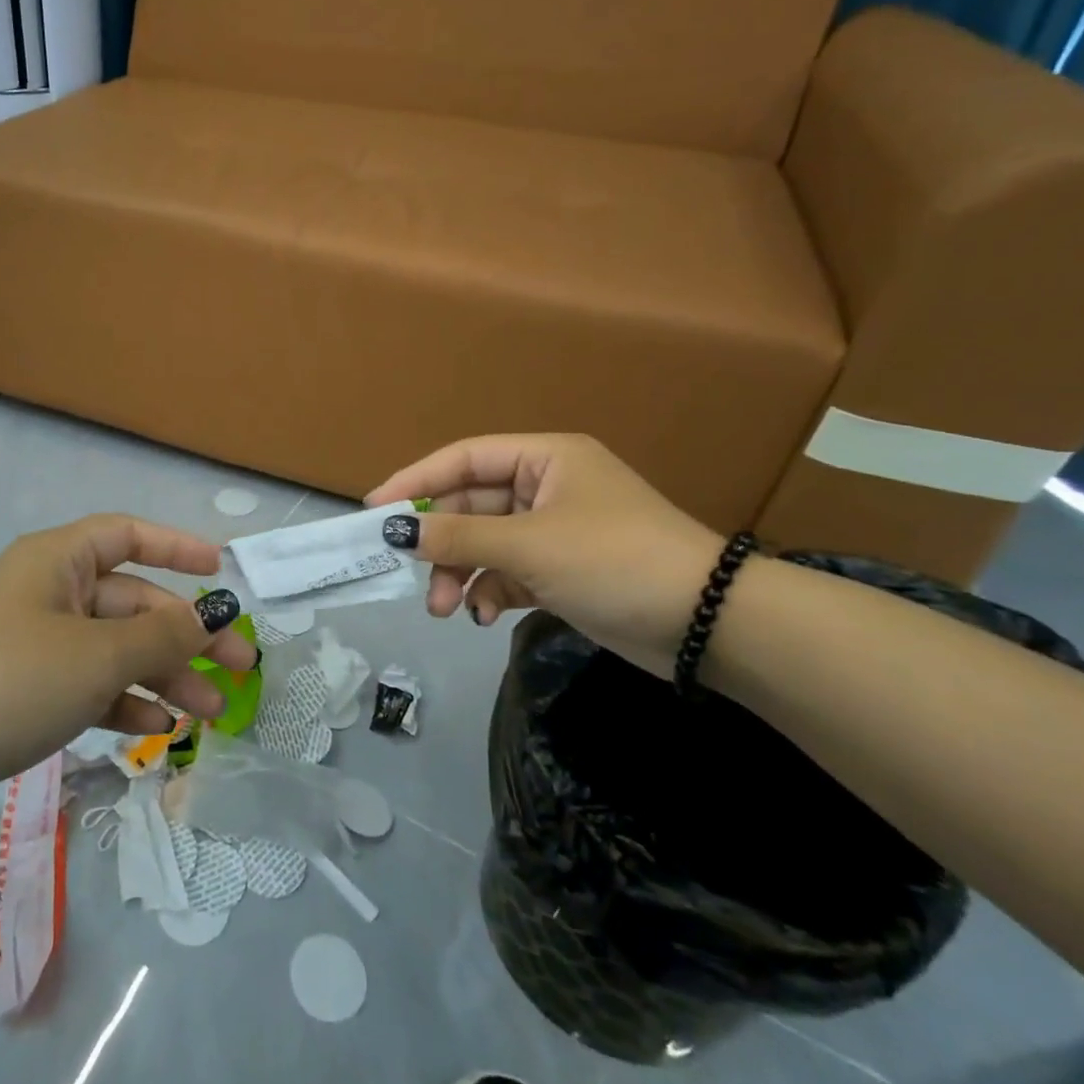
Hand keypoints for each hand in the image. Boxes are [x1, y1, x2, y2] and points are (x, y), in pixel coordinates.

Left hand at [0, 515, 249, 834]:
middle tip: (240, 669)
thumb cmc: (6, 681)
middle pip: (132, 603)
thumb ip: (162, 637)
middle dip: (186, 635)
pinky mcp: (23, 691)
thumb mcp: (95, 657)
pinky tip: (155, 730)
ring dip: (162, 676)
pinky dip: (121, 702)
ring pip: (114, 650)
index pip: (128, 535)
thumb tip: (213, 616)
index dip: (177, 546)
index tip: (221, 569)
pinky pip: (86, 685)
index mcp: (59, 561)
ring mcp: (34, 644)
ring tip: (209, 712)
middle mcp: (49, 592)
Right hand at [366, 434, 722, 677]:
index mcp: (544, 459)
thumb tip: (396, 532)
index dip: (416, 481)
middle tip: (409, 572)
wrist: (707, 624)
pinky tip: (485, 615)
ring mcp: (554, 531)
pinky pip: (508, 572)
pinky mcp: (562, 571)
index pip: (463, 459)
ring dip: (461, 573)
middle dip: (442, 543)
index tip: (375, 510)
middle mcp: (546, 487)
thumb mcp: (529, 544)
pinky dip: (491, 591)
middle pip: (471, 505)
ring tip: (446, 609)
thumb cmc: (614, 559)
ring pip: (485, 543)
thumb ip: (459, 537)